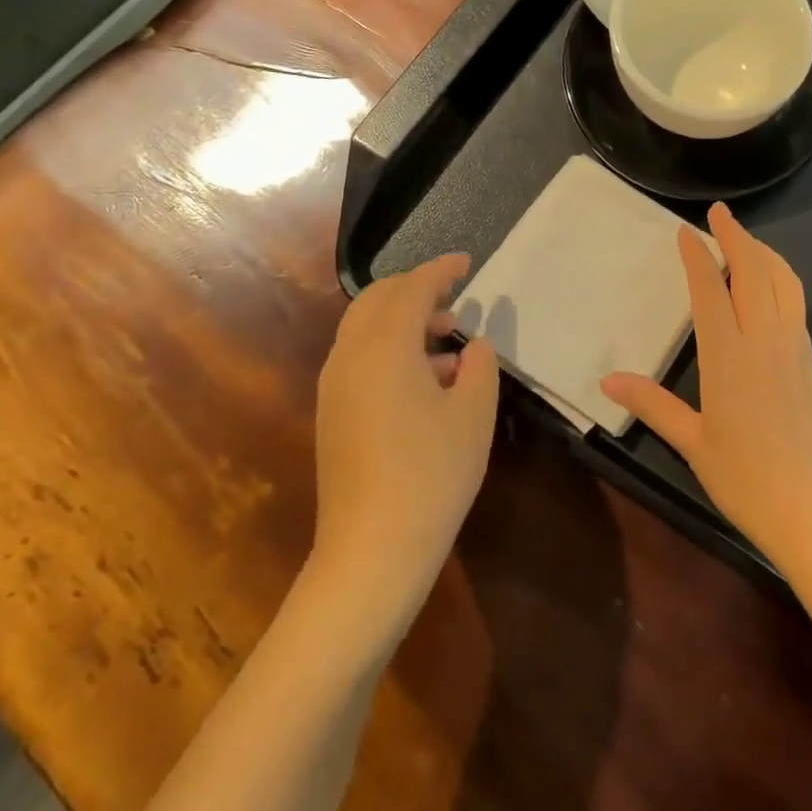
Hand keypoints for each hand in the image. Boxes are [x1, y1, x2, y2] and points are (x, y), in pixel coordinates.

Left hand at [311, 255, 498, 620]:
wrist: (373, 549)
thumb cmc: (432, 473)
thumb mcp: (474, 413)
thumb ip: (480, 365)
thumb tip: (471, 346)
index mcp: (384, 347)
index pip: (412, 288)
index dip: (441, 269)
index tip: (466, 261)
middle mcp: (349, 356)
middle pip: (377, 300)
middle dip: (416, 290)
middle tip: (455, 301)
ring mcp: (334, 386)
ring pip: (364, 329)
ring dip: (403, 321)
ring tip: (448, 344)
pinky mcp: (331, 413)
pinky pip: (359, 358)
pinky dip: (390, 348)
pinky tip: (425, 381)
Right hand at [601, 203, 811, 571]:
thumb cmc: (746, 480)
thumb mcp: (692, 443)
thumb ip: (652, 405)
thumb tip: (607, 380)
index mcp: (728, 356)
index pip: (711, 290)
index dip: (697, 256)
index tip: (686, 231)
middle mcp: (764, 341)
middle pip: (753, 272)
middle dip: (736, 237)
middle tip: (720, 213)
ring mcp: (795, 349)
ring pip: (784, 283)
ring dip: (764, 253)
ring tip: (747, 240)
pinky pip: (797, 304)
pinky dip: (782, 279)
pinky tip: (772, 286)